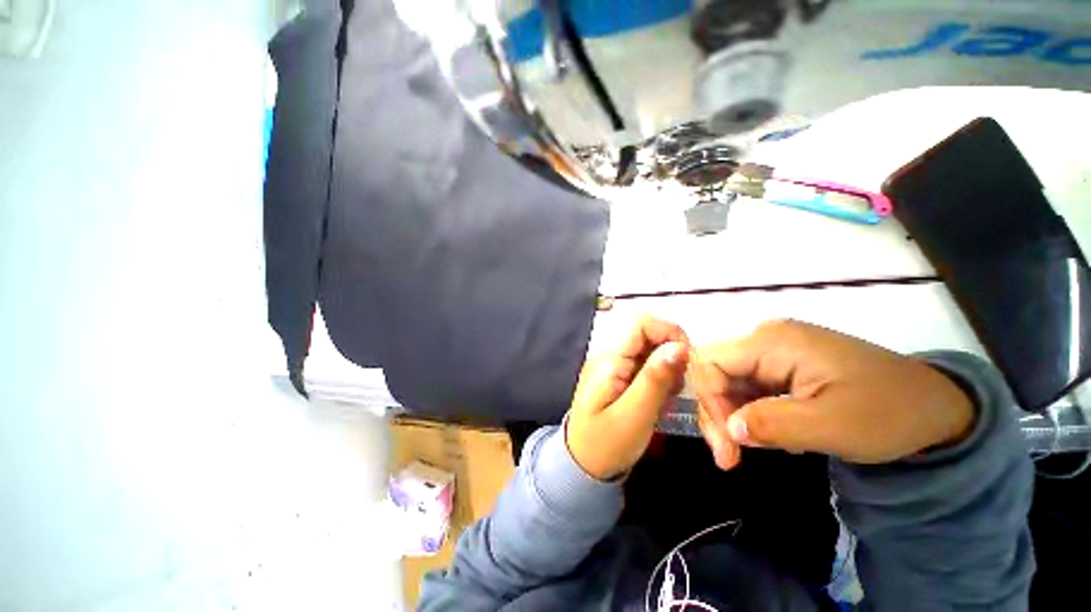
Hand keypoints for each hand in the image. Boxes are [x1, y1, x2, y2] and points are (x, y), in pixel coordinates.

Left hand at [566, 316, 690, 479]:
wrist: (583, 465)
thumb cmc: (605, 444)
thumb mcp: (634, 415)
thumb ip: (655, 379)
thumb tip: (679, 345)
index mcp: (611, 360)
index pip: (642, 325)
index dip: (670, 333)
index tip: (690, 360)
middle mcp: (613, 356)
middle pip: (651, 338)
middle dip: (672, 358)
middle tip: (678, 389)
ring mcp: (617, 367)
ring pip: (653, 354)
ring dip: (668, 373)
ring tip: (666, 400)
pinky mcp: (623, 379)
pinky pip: (649, 370)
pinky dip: (661, 383)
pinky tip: (659, 404)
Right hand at [693, 320, 974, 467]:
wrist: (938, 405)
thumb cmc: (889, 412)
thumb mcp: (831, 426)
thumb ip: (770, 424)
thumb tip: (728, 428)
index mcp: (772, 342)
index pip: (710, 364)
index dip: (708, 402)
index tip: (728, 444)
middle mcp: (765, 339)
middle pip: (715, 373)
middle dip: (715, 414)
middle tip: (728, 459)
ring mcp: (774, 351)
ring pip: (728, 382)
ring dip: (729, 417)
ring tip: (741, 454)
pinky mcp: (783, 365)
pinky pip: (748, 387)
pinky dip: (747, 414)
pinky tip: (764, 436)